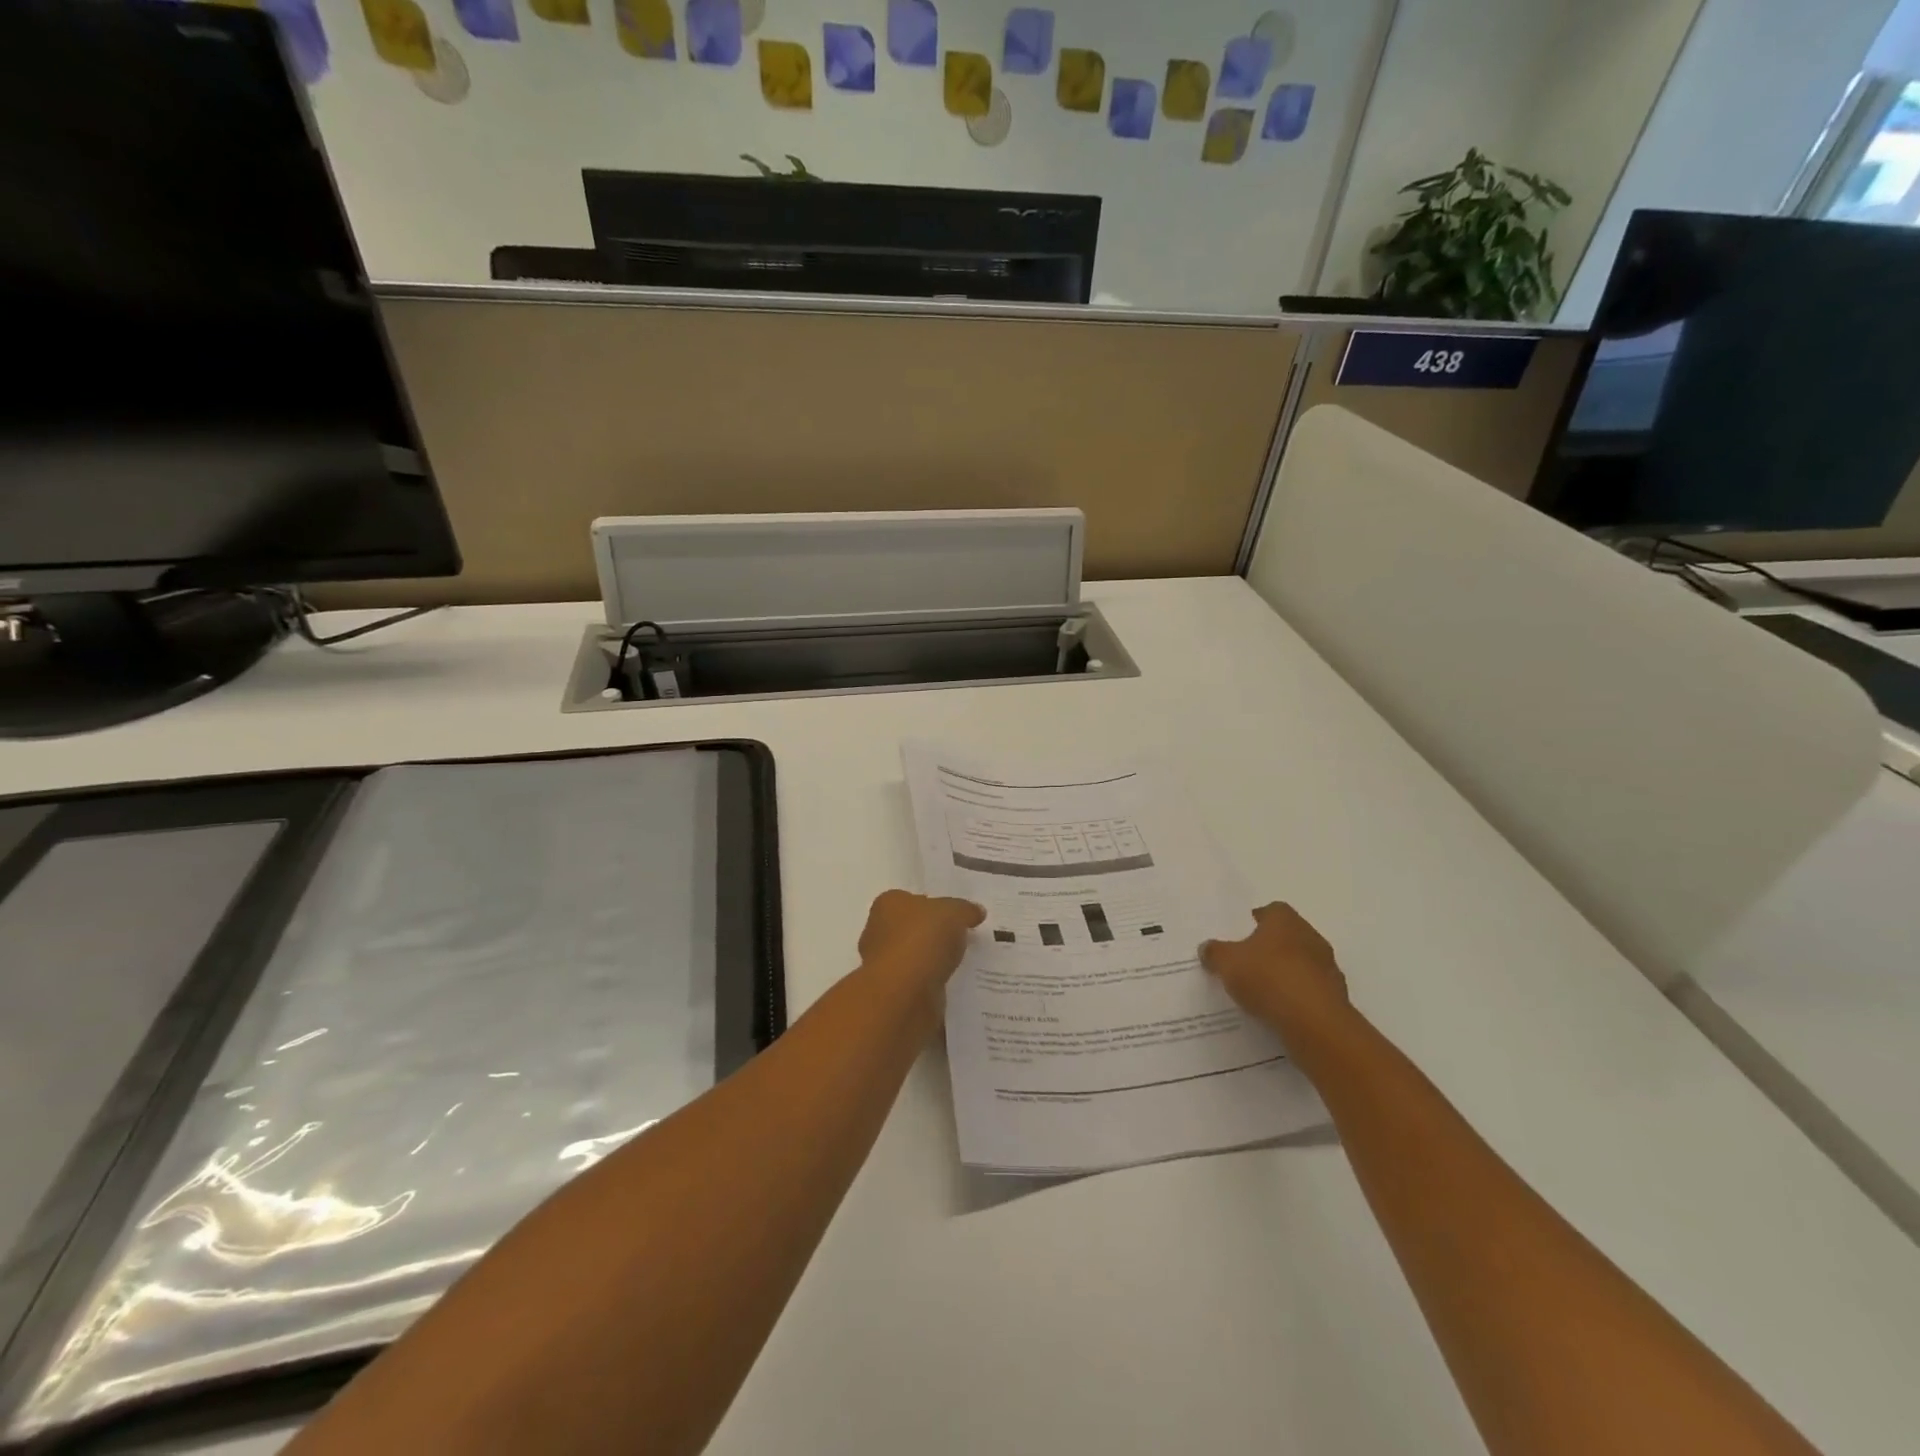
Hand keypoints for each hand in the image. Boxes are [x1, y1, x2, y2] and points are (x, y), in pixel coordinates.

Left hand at [857, 890, 984, 994]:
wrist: (904, 994)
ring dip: (934, 961)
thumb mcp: (954, 913)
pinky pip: (919, 981)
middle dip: (934, 934)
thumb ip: (965, 910)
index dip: (934, 906)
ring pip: (915, 957)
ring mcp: (883, 964)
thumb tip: (977, 911)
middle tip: (963, 938)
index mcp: (888, 904)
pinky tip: (952, 984)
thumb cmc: (922, 940)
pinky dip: (933, 982)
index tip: (956, 916)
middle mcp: (879, 931)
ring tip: (963, 963)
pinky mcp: (893, 992)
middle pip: (912, 928)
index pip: (912, 899)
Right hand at [1201, 903, 1353, 1048]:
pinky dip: (1296, 996)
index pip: (1271, 910)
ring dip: (1285, 972)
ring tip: (1260, 990)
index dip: (1255, 920)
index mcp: (1285, 920)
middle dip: (1269, 947)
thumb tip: (1207, 948)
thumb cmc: (1268, 978)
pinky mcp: (1335, 996)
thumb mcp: (1227, 963)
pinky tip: (1278, 1010)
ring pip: (1300, 963)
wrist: (1315, 1023)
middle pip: (1287, 936)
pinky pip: (1309, 990)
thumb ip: (1215, 952)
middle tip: (1246, 961)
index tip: (1240, 934)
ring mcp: (1327, 967)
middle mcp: (1310, 936)